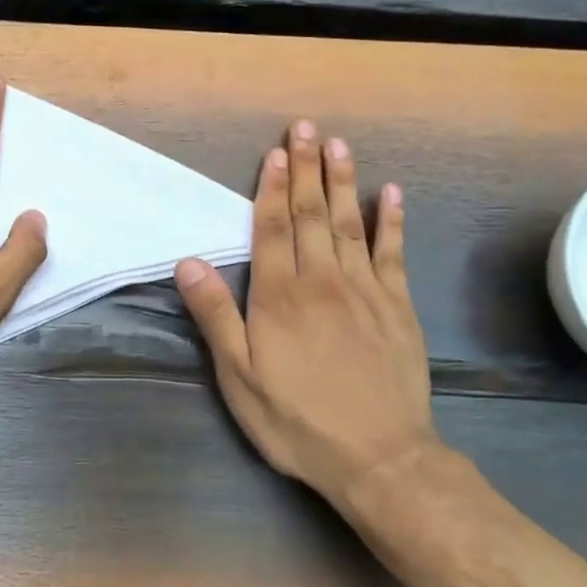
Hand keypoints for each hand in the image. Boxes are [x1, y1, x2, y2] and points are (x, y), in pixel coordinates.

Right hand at [174, 120, 434, 504]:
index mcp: (280, 296)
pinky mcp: (398, 307)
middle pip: (311, 214)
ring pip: (349, 223)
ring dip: (342, 181)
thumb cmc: (297, 420)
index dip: (272, 188)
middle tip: (305, 128)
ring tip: (338, 144)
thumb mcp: (239, 377)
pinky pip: (394, 253)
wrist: (379, 458)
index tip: (274, 153)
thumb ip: (215, 315)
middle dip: (306, 168)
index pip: (273, 228)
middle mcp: (322, 280)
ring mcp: (365, 290)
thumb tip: (188, 261)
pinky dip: (391, 220)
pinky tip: (390, 193)